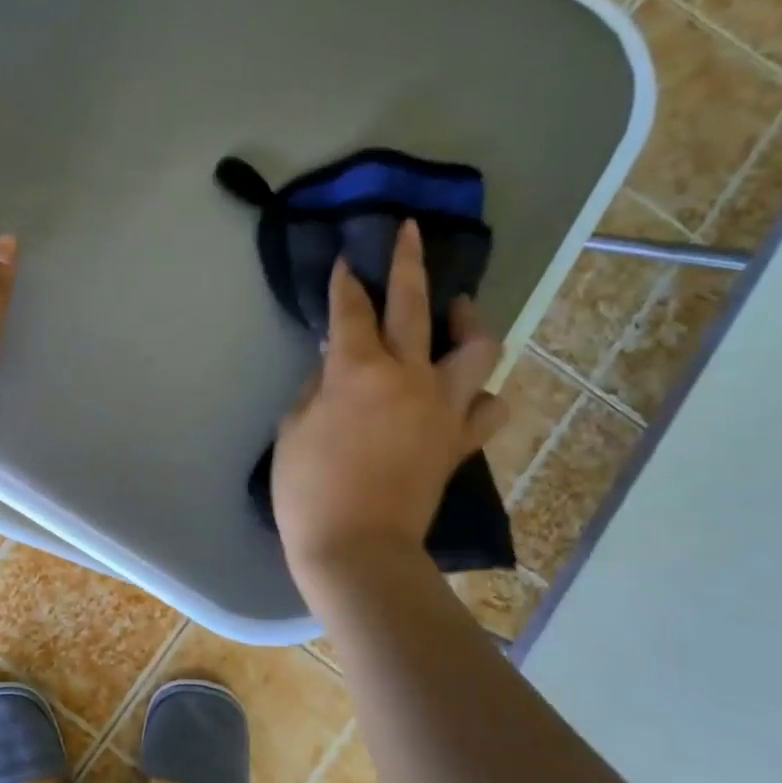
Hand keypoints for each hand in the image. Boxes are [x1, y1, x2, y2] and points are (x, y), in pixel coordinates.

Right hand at [273, 219, 507, 581]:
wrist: (357, 548)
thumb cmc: (309, 489)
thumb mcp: (293, 429)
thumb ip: (316, 386)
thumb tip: (334, 363)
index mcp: (359, 371)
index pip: (351, 311)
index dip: (346, 282)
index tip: (345, 261)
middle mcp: (409, 377)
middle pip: (416, 306)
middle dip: (408, 263)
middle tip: (408, 235)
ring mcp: (442, 408)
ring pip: (476, 349)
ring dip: (468, 323)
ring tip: (459, 314)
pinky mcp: (458, 442)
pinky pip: (488, 408)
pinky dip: (480, 394)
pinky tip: (465, 393)